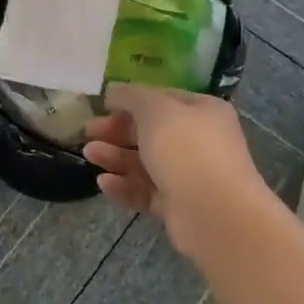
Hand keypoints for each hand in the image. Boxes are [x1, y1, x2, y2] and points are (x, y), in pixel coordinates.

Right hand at [84, 83, 271, 255]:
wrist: (214, 213)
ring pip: (145, 163)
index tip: (102, 105)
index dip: (131, 100)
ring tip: (90, 155)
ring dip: (115, 157)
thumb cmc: (186, 150)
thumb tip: (114, 90)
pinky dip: (124, 186)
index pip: (162, 99)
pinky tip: (104, 183)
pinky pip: (145, 191)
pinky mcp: (176, 205)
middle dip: (117, 131)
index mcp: (202, 112)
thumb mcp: (156, 110)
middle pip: (151, 132)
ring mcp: (188, 175)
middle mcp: (198, 141)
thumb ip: (132, 96)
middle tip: (88, 132)